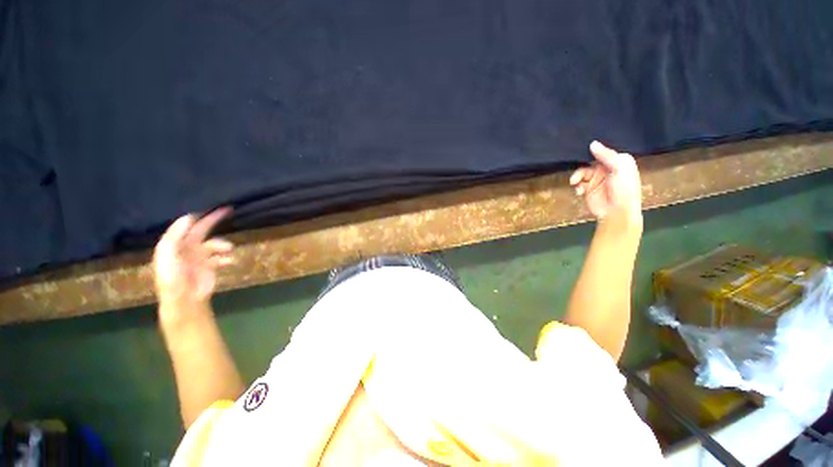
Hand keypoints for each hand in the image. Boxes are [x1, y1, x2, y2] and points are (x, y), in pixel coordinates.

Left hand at [152, 208, 233, 321]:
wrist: (184, 300)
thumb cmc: (172, 278)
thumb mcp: (168, 255)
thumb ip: (175, 235)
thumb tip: (189, 218)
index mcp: (173, 245)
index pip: (183, 227)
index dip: (194, 217)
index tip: (207, 209)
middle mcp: (186, 248)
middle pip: (200, 231)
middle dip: (212, 220)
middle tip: (226, 210)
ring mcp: (198, 258)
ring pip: (213, 244)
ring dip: (222, 244)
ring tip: (229, 248)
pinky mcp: (209, 267)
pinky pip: (220, 258)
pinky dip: (226, 258)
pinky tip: (230, 260)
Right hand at [570, 141, 641, 221]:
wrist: (617, 212)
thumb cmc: (624, 189)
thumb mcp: (619, 168)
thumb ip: (607, 155)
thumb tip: (592, 144)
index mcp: (619, 162)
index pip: (604, 152)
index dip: (594, 151)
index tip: (583, 149)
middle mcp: (607, 169)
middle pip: (589, 162)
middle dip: (582, 165)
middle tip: (578, 167)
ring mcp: (597, 180)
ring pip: (581, 173)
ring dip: (577, 177)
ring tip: (575, 182)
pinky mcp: (588, 189)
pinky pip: (578, 184)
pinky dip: (577, 187)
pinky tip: (579, 191)